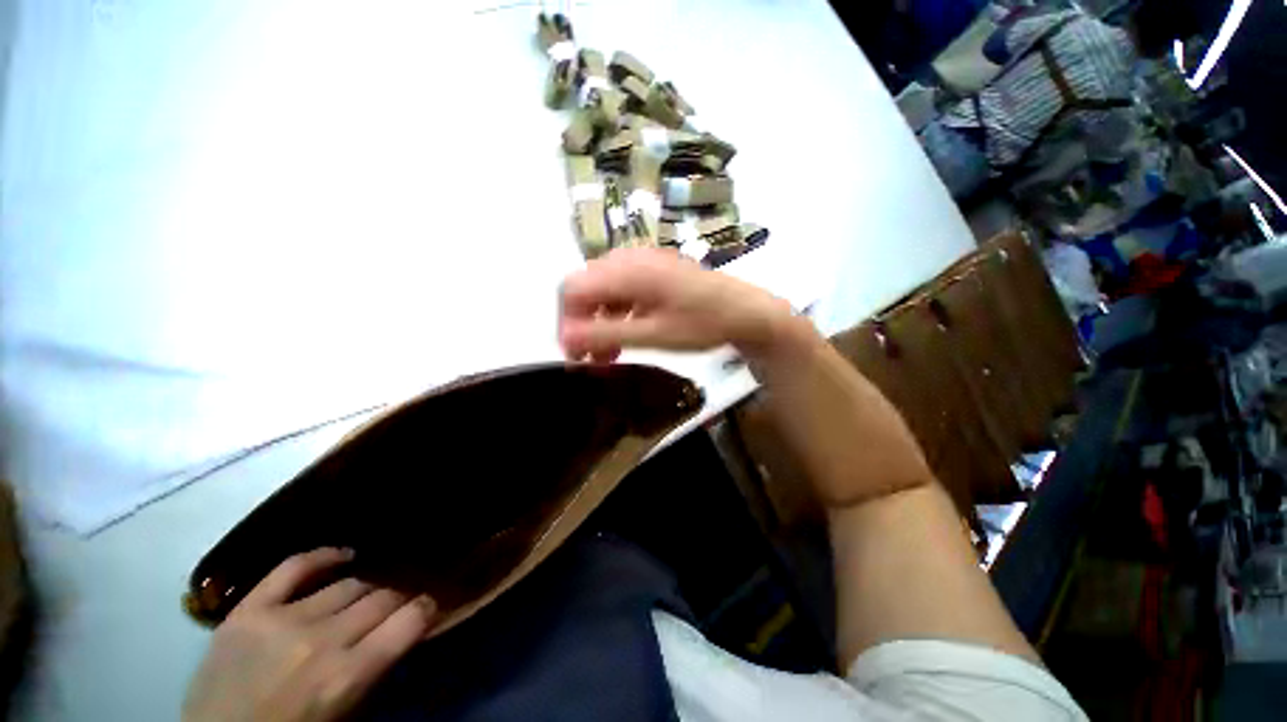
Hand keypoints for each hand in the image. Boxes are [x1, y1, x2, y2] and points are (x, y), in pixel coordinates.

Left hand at [183, 548, 436, 721]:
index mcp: (346, 676)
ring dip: (369, 585)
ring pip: (349, 582)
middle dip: (400, 596)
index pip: (410, 620)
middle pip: (382, 596)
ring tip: (371, 589)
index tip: (431, 604)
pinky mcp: (248, 609)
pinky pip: (294, 566)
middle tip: (401, 599)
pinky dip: (324, 556)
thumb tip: (407, 627)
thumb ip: (376, 669)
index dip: (428, 607)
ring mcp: (281, 620)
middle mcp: (320, 640)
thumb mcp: (345, 715)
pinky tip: (344, 556)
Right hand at [558, 248, 798, 360]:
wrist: (746, 311)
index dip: (566, 322)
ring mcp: (643, 262)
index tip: (575, 355)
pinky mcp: (653, 271)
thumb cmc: (703, 324)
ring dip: (600, 323)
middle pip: (586, 289)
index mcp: (627, 270)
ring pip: (603, 292)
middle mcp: (629, 258)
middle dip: (583, 325)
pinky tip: (625, 336)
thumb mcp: (653, 334)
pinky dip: (617, 315)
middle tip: (591, 359)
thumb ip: (606, 335)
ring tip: (608, 355)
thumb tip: (563, 339)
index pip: (573, 289)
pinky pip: (622, 291)